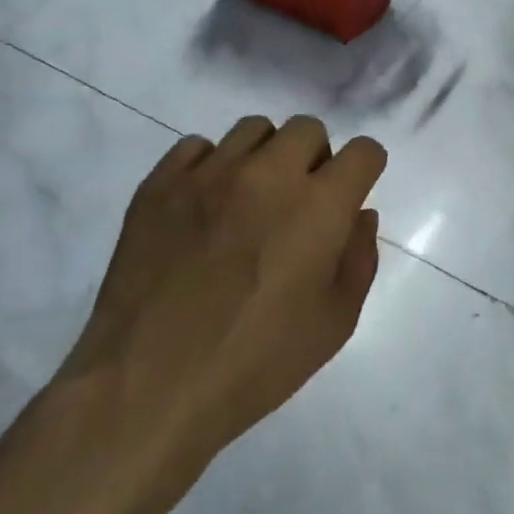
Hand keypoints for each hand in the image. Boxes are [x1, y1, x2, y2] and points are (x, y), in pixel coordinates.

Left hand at [57, 115, 386, 472]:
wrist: (148, 385)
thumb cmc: (256, 362)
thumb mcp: (334, 323)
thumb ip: (359, 259)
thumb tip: (359, 215)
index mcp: (318, 206)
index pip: (363, 152)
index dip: (365, 171)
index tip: (351, 195)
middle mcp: (267, 174)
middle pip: (307, 128)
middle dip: (316, 158)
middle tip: (300, 203)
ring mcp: (208, 174)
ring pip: (253, 129)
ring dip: (265, 157)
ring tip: (250, 202)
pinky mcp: (159, 184)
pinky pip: (197, 147)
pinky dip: (211, 168)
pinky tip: (204, 209)